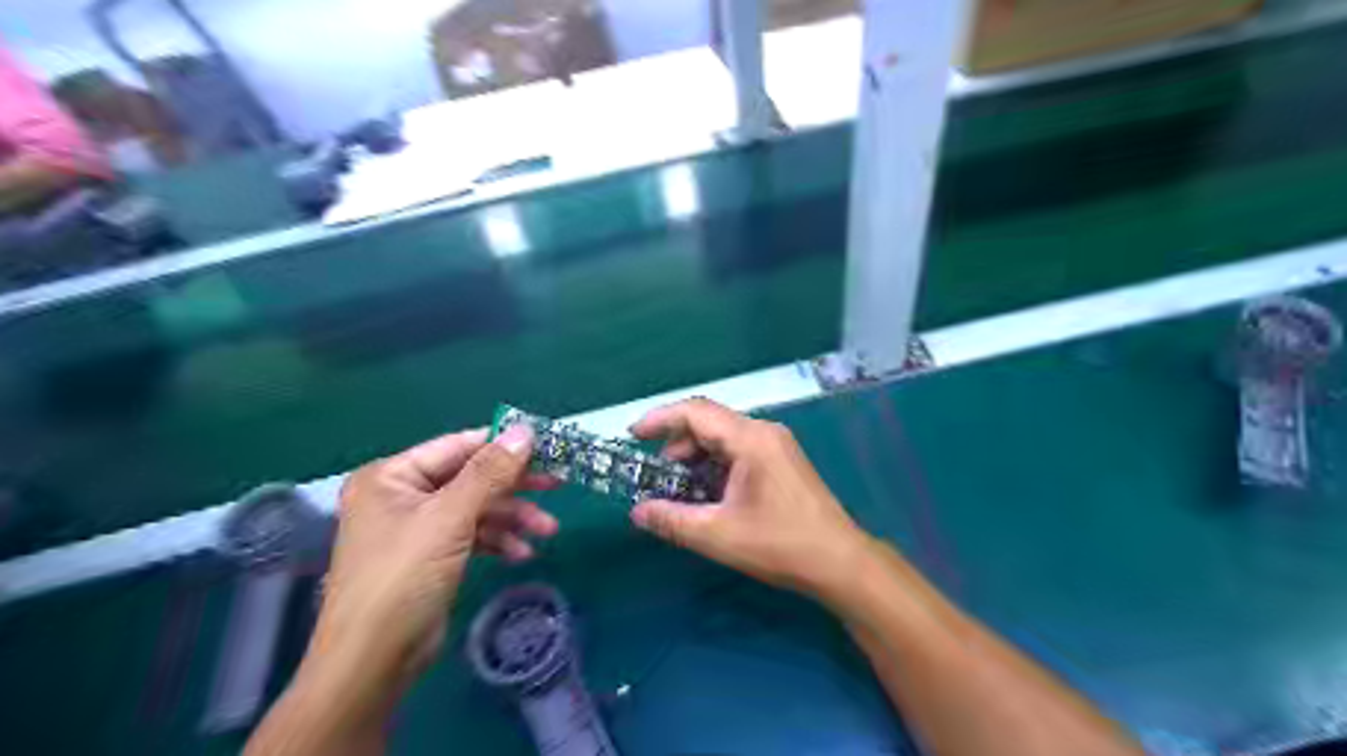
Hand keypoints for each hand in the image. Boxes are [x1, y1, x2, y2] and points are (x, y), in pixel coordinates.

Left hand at [307, 429, 552, 687]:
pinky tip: (522, 554)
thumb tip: (524, 430)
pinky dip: (497, 541)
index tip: (547, 447)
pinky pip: (472, 535)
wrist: (373, 662)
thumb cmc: (404, 577)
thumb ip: (490, 472)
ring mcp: (416, 527)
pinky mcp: (430, 555)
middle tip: (559, 484)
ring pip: (477, 509)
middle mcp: (402, 495)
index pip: (459, 446)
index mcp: (393, 476)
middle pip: (472, 478)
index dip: (504, 446)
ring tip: (549, 531)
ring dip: (513, 519)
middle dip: (515, 487)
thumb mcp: (450, 518)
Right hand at [630, 399, 873, 599]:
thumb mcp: (718, 534)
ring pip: (723, 438)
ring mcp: (776, 445)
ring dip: (695, 457)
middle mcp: (764, 432)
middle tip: (656, 474)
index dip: (660, 419)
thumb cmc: (780, 544)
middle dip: (676, 444)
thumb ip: (672, 520)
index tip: (632, 436)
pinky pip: (739, 451)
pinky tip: (706, 493)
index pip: (696, 412)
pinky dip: (715, 466)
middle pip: (709, 423)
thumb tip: (637, 512)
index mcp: (750, 439)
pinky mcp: (781, 461)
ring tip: (678, 488)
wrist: (839, 562)